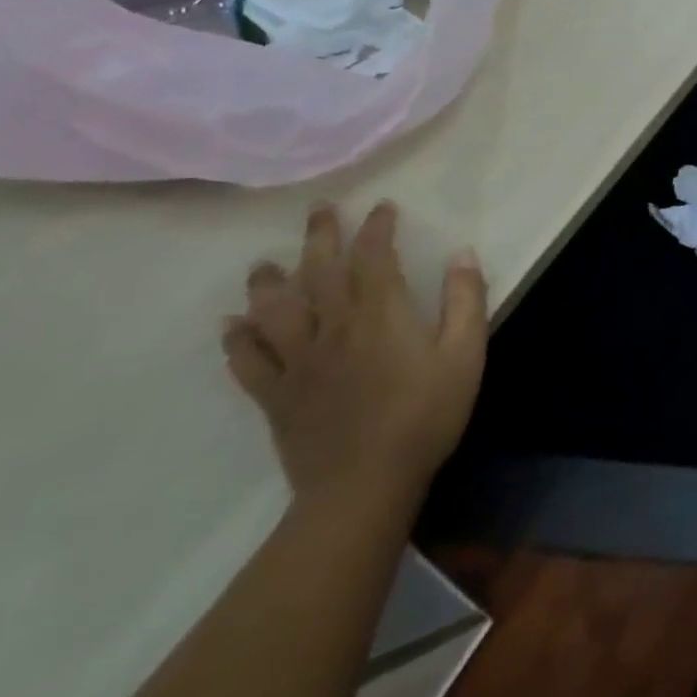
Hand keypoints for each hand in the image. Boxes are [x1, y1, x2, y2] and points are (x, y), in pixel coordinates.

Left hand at [222, 201, 488, 511]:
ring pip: (274, 311)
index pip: (374, 255)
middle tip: (318, 210)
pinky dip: (236, 341)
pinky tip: (231, 327)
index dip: (377, 227)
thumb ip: (465, 300)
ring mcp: (299, 362)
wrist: (362, 489)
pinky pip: (248, 363)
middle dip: (319, 236)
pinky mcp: (276, 396)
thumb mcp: (465, 356)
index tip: (382, 208)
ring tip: (263, 264)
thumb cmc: (424, 417)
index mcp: (380, 314)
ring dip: (268, 283)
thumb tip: (462, 254)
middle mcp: (333, 327)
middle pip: (320, 271)